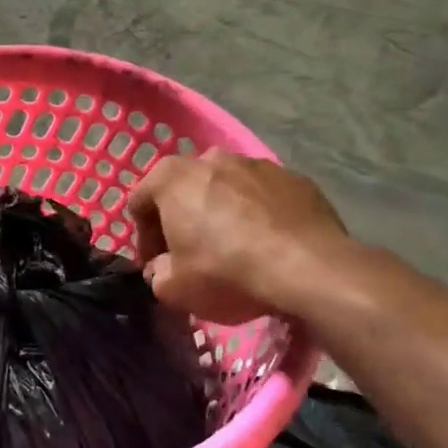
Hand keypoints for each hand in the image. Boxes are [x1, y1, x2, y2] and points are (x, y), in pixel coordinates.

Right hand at [126, 150, 350, 323]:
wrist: (308, 268)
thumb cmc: (226, 272)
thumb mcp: (173, 288)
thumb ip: (157, 274)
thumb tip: (164, 268)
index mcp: (171, 177)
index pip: (139, 203)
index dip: (144, 238)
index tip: (158, 265)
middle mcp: (210, 159)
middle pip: (184, 190)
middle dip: (183, 219)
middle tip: (191, 255)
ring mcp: (257, 163)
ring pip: (226, 189)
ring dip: (221, 213)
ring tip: (234, 249)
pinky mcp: (295, 177)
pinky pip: (264, 196)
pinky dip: (258, 214)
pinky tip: (267, 245)